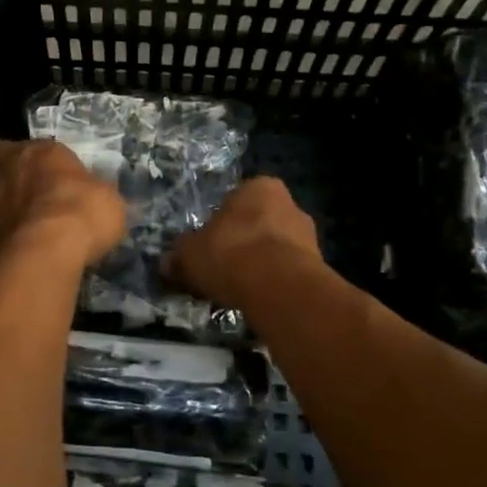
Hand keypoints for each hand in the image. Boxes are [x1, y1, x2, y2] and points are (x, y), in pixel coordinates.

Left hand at [0, 140, 126, 268]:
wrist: (42, 254)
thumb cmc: (80, 213)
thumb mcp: (107, 199)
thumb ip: (96, 192)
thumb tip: (97, 198)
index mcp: (39, 151)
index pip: (30, 147)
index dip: (37, 161)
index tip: (49, 176)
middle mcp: (6, 168)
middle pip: (1, 166)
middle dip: (13, 178)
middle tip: (31, 198)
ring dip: (3, 207)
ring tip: (24, 229)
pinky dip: (0, 236)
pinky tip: (18, 251)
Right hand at [164, 176, 321, 307]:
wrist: (279, 288)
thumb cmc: (230, 253)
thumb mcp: (189, 254)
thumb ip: (178, 257)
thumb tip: (166, 264)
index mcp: (258, 187)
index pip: (235, 201)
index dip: (220, 224)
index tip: (210, 247)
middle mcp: (289, 203)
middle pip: (258, 223)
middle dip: (243, 243)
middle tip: (223, 268)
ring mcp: (309, 235)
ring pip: (276, 248)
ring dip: (261, 265)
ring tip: (240, 290)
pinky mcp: (319, 267)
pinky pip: (288, 272)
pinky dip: (274, 284)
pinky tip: (259, 300)